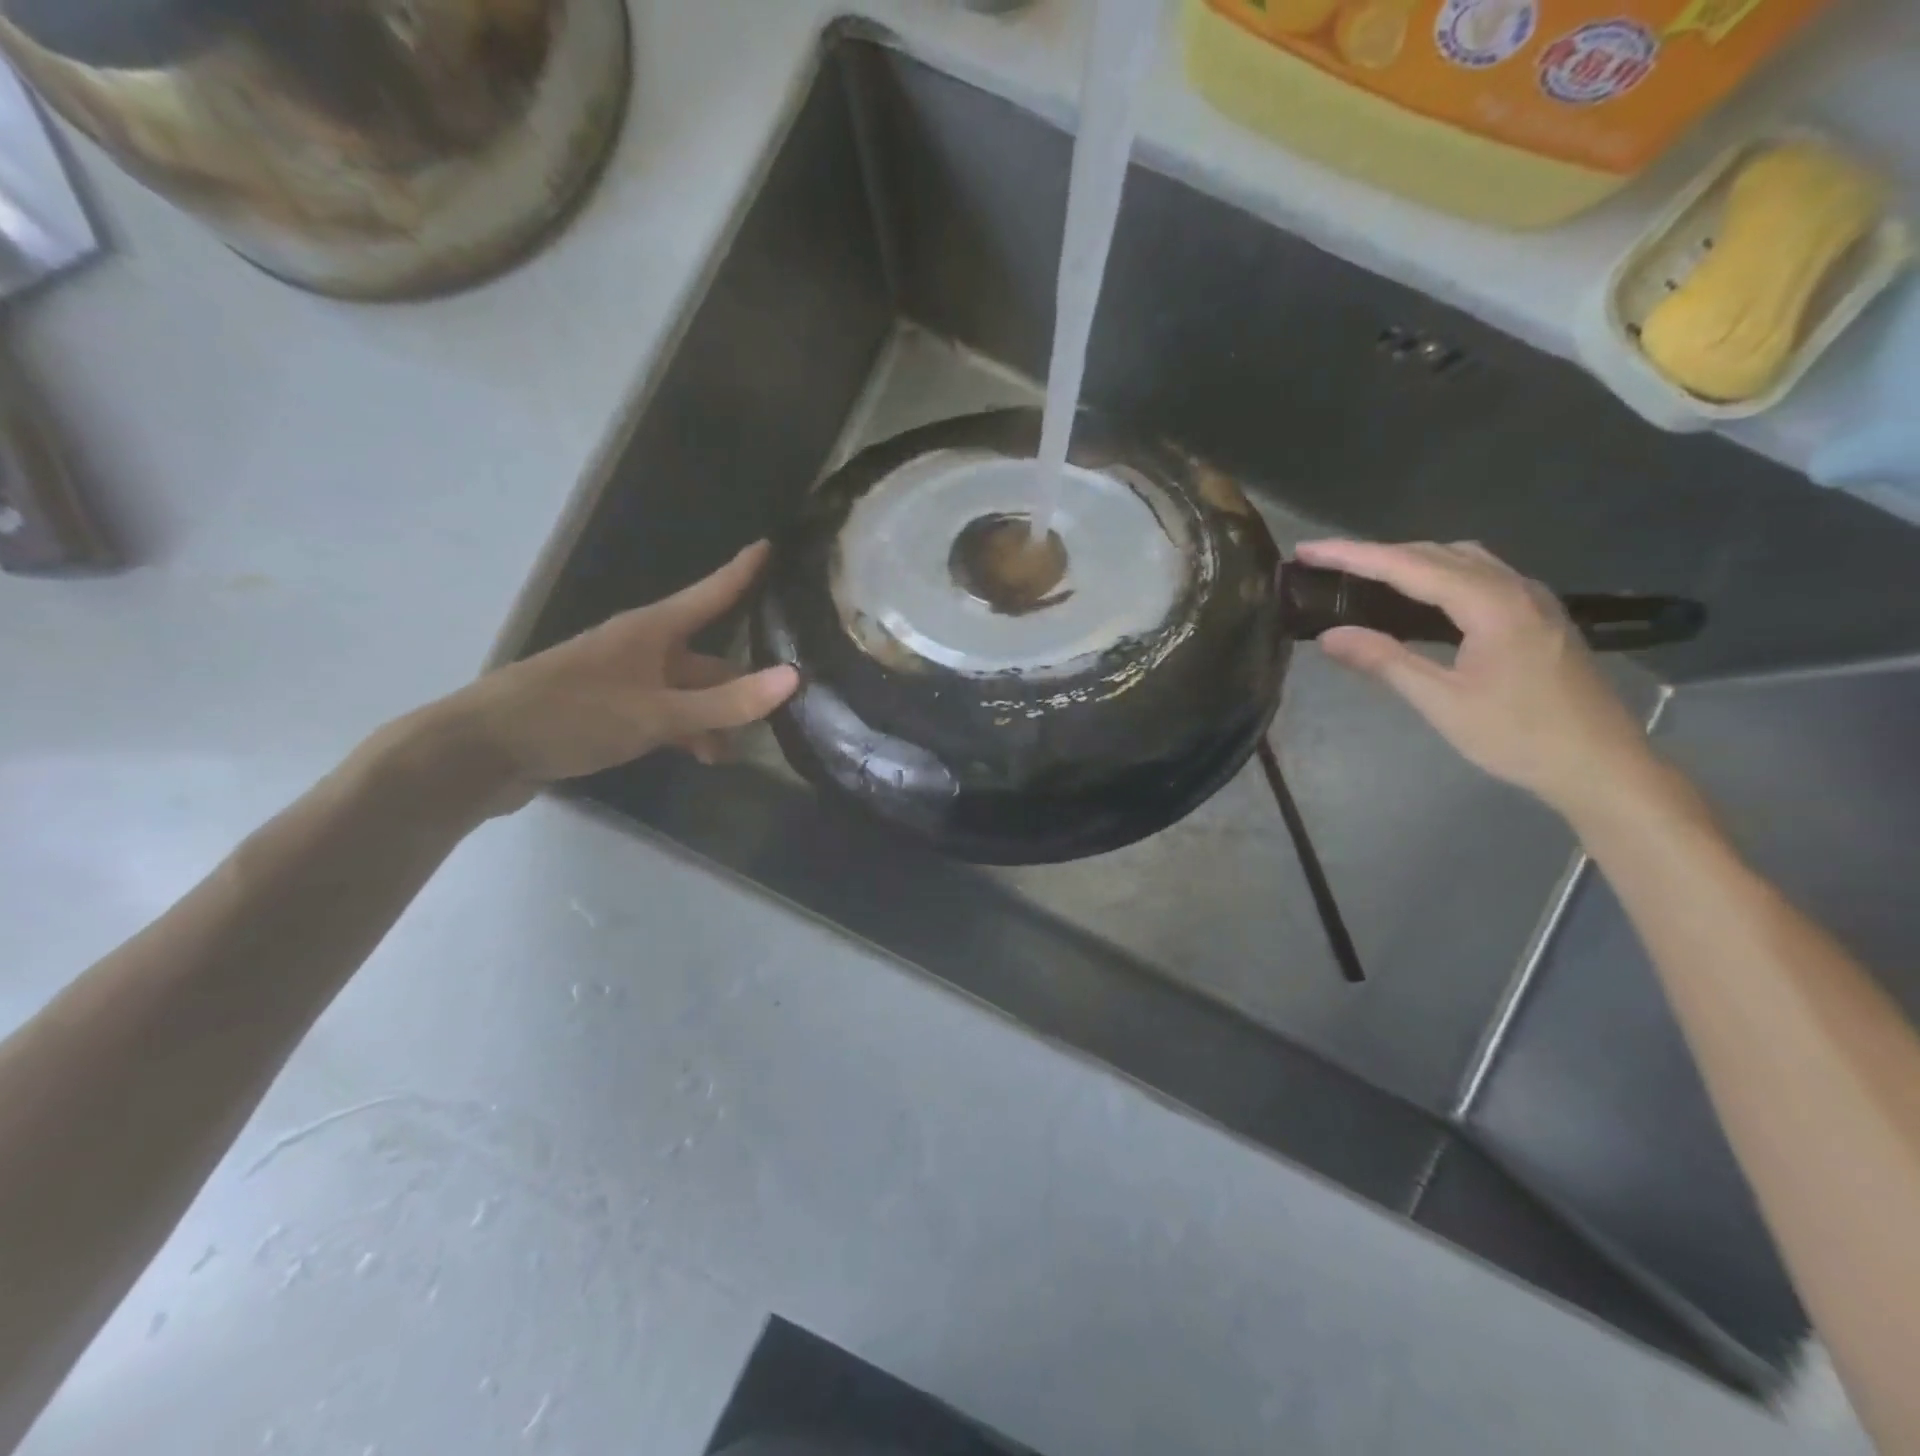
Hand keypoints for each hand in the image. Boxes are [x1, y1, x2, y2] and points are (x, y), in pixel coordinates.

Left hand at [419, 542, 797, 814]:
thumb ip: (725, 702)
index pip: (711, 592)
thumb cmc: (574, 716)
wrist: (482, 751)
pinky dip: (685, 731)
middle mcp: (641, 649)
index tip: (771, 546)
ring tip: (736, 750)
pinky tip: (700, 755)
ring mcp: (623, 681)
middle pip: (706, 657)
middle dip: (740, 681)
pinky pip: (663, 714)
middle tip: (782, 702)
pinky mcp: (607, 711)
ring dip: (713, 717)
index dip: (743, 571)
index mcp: (652, 631)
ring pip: (686, 692)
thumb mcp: (657, 713)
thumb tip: (793, 678)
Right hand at [1294, 539, 1660, 819]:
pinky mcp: (1537, 615)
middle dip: (1376, 553)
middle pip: (1435, 553)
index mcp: (1491, 605)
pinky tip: (1418, 596)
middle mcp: (1515, 588)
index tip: (1308, 550)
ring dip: (1408, 560)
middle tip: (1325, 563)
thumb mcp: (1443, 702)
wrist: (1601, 766)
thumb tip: (1329, 636)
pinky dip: (1437, 574)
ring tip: (1363, 575)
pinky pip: (1479, 575)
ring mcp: (1532, 599)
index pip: (1409, 566)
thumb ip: (1385, 662)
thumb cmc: (1519, 737)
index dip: (1353, 556)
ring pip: (1461, 560)